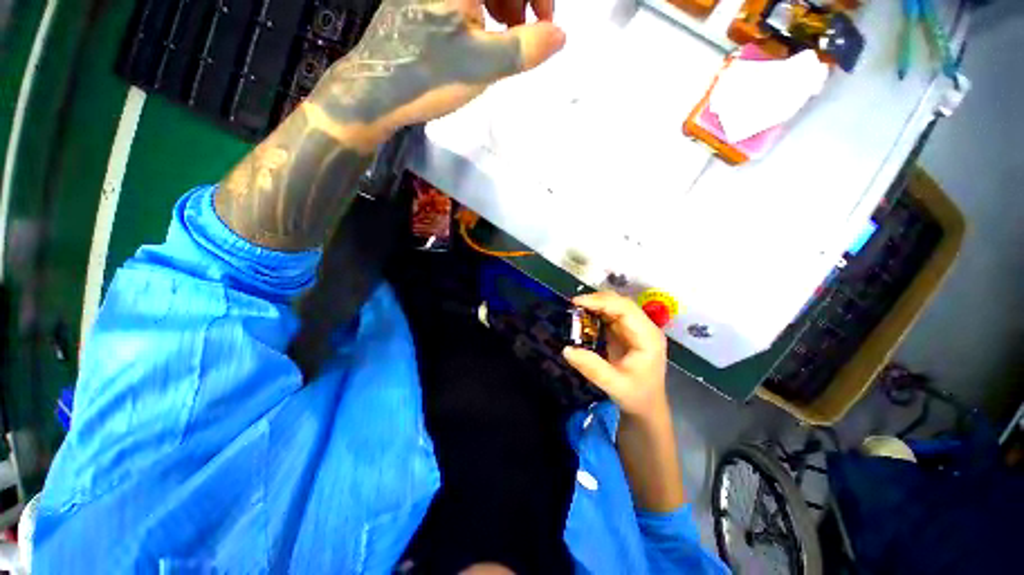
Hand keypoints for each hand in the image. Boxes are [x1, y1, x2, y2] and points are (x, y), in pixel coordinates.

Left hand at [313, 0, 565, 144]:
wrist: (376, 90)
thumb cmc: (428, 76)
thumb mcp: (482, 65)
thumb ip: (524, 48)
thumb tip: (560, 36)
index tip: (546, 21)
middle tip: (531, 28)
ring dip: (505, 0)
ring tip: (509, 32)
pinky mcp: (423, 1)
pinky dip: (482, 6)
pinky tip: (484, 30)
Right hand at [563, 292, 669, 421]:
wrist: (647, 407)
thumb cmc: (636, 396)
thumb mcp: (613, 385)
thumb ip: (591, 367)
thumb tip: (566, 349)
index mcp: (647, 337)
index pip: (625, 309)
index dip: (600, 302)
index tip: (577, 302)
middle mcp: (644, 327)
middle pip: (620, 303)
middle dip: (596, 300)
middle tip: (572, 305)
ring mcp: (636, 328)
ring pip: (615, 306)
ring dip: (595, 305)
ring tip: (574, 309)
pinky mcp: (627, 332)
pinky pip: (610, 315)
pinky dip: (595, 313)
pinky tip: (583, 317)